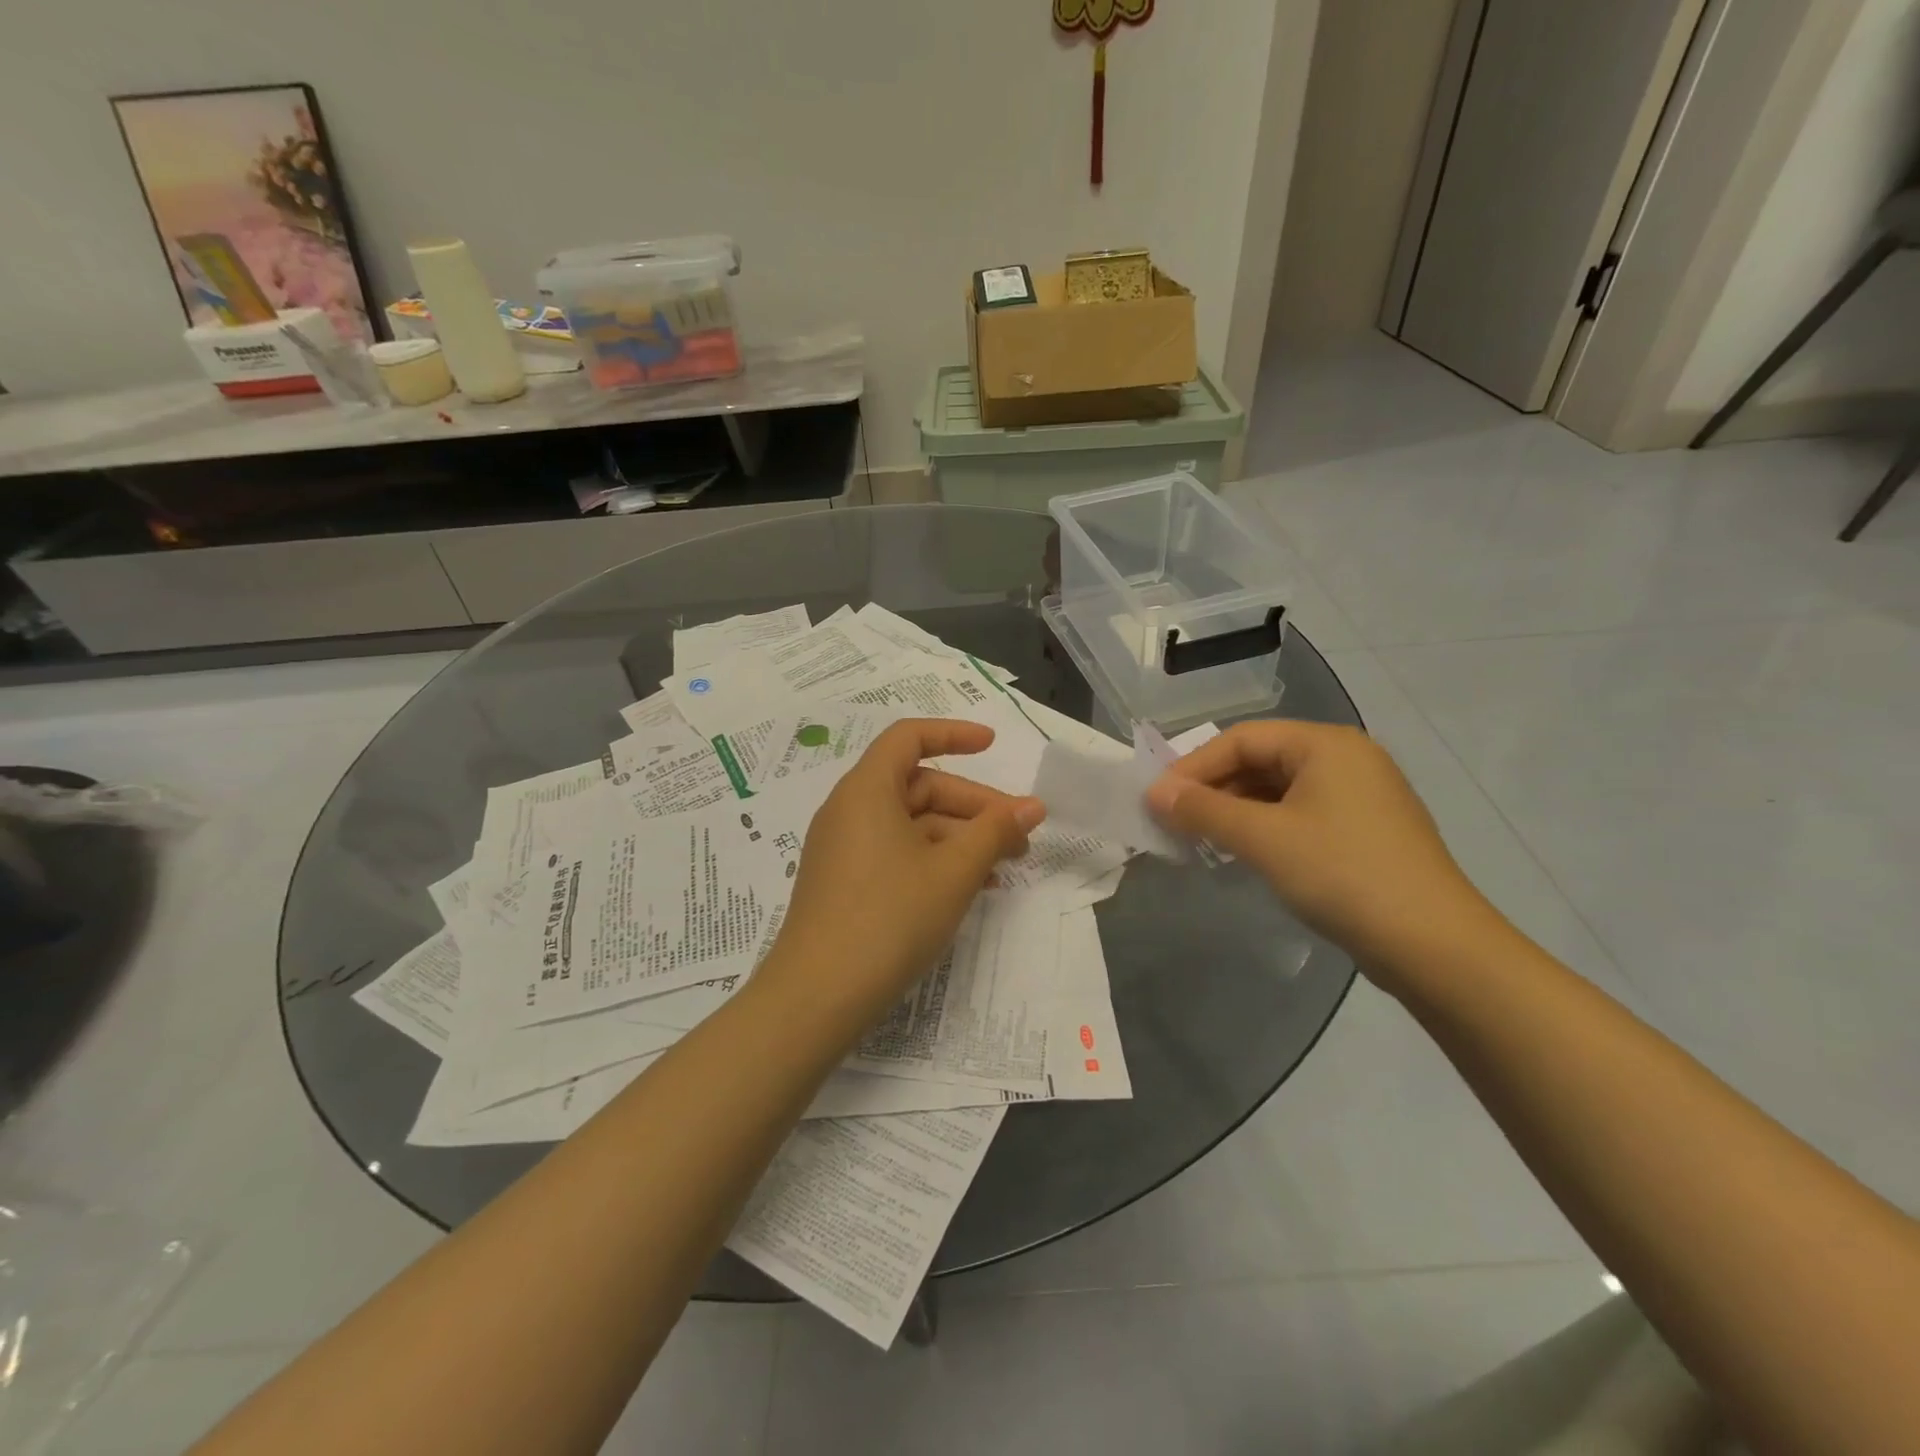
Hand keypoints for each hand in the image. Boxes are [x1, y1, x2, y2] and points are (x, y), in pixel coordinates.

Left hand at [757, 720, 1044, 1035]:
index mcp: (866, 790)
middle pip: (918, 786)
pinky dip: (935, 860)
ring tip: (1005, 866)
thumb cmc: (890, 918)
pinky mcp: (845, 883)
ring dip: (960, 838)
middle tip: (1020, 835)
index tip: (993, 746)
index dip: (953, 734)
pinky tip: (971, 888)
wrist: (817, 997)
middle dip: (973, 805)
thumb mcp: (953, 872)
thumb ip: (995, 832)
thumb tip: (1032, 807)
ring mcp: (844, 849)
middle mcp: (849, 810)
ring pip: (912, 824)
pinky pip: (897, 853)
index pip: (909, 738)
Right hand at [1146, 720, 1491, 978]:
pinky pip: (1299, 815)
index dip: (1192, 767)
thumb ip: (1203, 811)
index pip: (1241, 739)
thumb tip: (1153, 793)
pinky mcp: (1364, 832)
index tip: (1156, 800)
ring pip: (1278, 790)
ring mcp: (1359, 796)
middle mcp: (1345, 759)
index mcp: (1326, 744)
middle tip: (1173, 821)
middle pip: (1260, 760)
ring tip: (1200, 839)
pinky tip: (1243, 852)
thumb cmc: (1342, 875)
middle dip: (1213, 789)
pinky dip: (1264, 827)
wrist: (1434, 946)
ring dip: (1235, 810)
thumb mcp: (1263, 838)